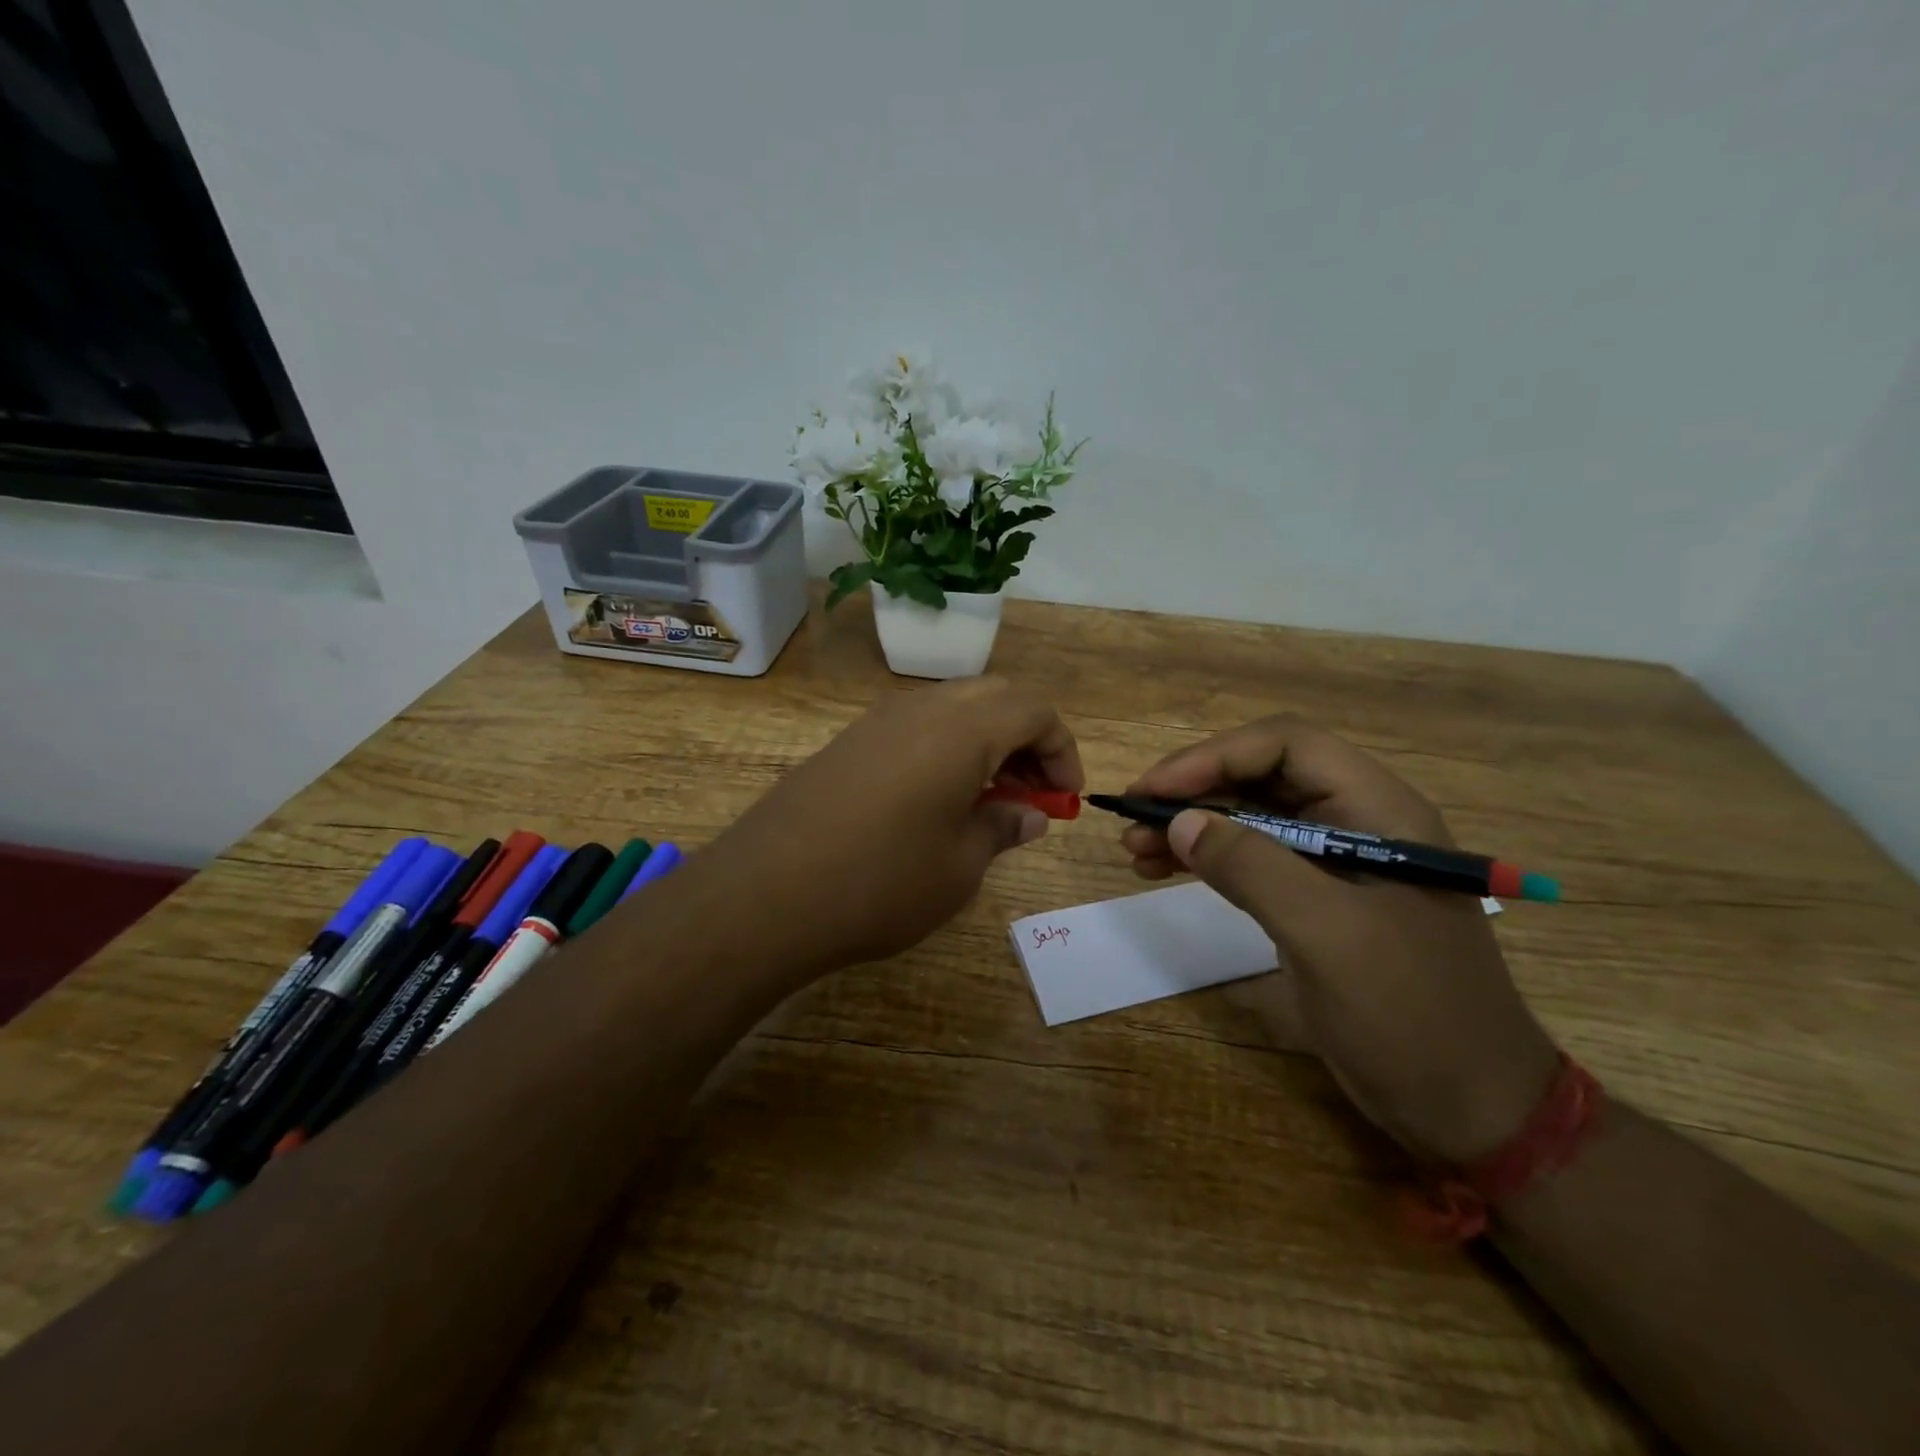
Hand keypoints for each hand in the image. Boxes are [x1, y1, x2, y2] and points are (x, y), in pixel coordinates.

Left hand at [700, 677, 1082, 981]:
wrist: (766, 895)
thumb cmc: (882, 882)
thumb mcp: (959, 866)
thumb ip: (1002, 829)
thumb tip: (1028, 815)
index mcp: (962, 730)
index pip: (1035, 712)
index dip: (1062, 751)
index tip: (1066, 797)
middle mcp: (922, 710)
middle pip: (995, 699)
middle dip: (1026, 740)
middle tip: (1032, 793)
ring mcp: (877, 722)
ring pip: (953, 709)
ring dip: (985, 742)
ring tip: (988, 800)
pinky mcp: (847, 743)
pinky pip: (914, 728)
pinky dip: (945, 750)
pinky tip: (936, 801)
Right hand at [1123, 717, 1559, 1164]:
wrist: (1471, 1108)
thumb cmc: (1410, 1013)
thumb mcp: (1327, 934)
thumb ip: (1252, 866)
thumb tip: (1178, 821)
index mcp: (1377, 810)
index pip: (1286, 747)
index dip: (1214, 757)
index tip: (1155, 790)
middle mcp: (1357, 821)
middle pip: (1262, 777)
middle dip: (1194, 791)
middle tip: (1133, 819)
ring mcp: (1335, 862)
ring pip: (1251, 817)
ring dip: (1192, 824)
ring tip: (1134, 848)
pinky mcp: (1316, 899)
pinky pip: (1252, 859)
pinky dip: (1207, 858)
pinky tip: (1163, 868)